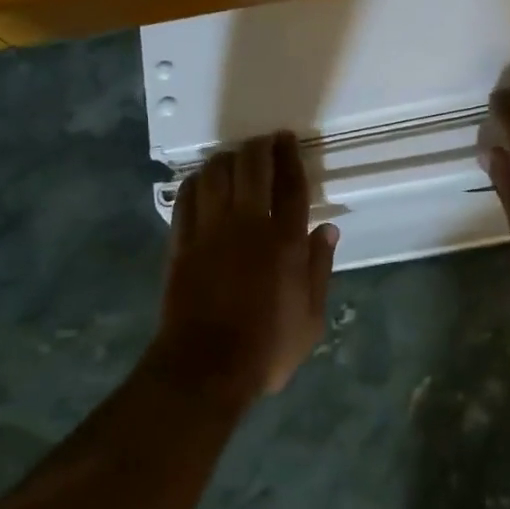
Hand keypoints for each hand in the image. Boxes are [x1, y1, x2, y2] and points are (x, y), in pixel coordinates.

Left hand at [151, 131, 339, 403]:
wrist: (205, 368)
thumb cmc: (267, 348)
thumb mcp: (311, 318)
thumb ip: (320, 268)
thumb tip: (328, 229)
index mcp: (285, 242)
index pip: (290, 184)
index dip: (290, 156)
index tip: (287, 140)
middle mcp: (247, 225)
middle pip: (252, 168)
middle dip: (259, 147)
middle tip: (264, 142)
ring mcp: (210, 231)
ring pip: (215, 175)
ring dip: (227, 159)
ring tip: (234, 158)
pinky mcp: (181, 243)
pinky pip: (186, 198)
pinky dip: (196, 182)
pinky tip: (202, 180)